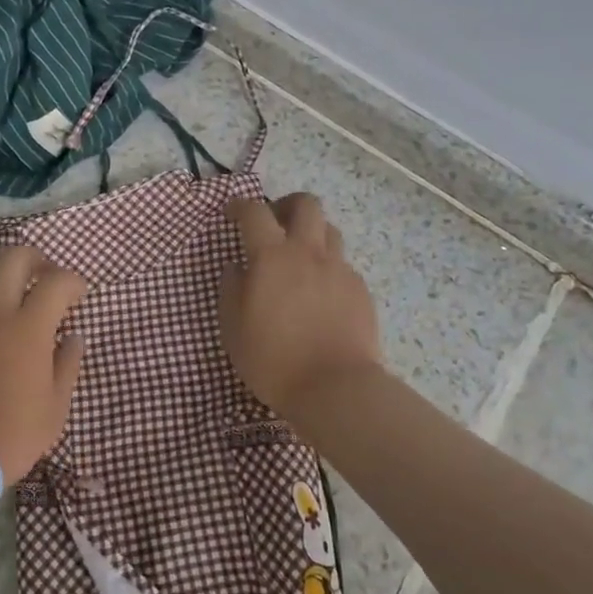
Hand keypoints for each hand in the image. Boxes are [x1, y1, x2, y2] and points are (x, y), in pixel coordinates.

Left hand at [0, 246, 87, 486]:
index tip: (78, 295)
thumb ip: (67, 364)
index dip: (73, 282)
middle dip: (36, 259)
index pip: (56, 282)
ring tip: (8, 289)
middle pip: (14, 258)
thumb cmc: (12, 435)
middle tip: (44, 277)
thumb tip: (73, 336)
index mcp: (29, 328)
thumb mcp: (55, 407)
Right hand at [219, 193, 381, 418]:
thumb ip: (232, 290)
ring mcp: (339, 270)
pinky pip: (342, 265)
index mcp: (272, 256)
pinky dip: (328, 268)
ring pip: (329, 231)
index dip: (240, 206)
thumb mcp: (233, 328)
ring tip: (299, 257)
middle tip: (274, 223)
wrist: (336, 389)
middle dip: (287, 205)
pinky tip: (320, 294)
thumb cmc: (273, 359)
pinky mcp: (361, 290)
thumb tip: (236, 268)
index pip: (255, 212)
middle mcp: (308, 253)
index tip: (232, 213)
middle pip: (306, 204)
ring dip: (311, 233)